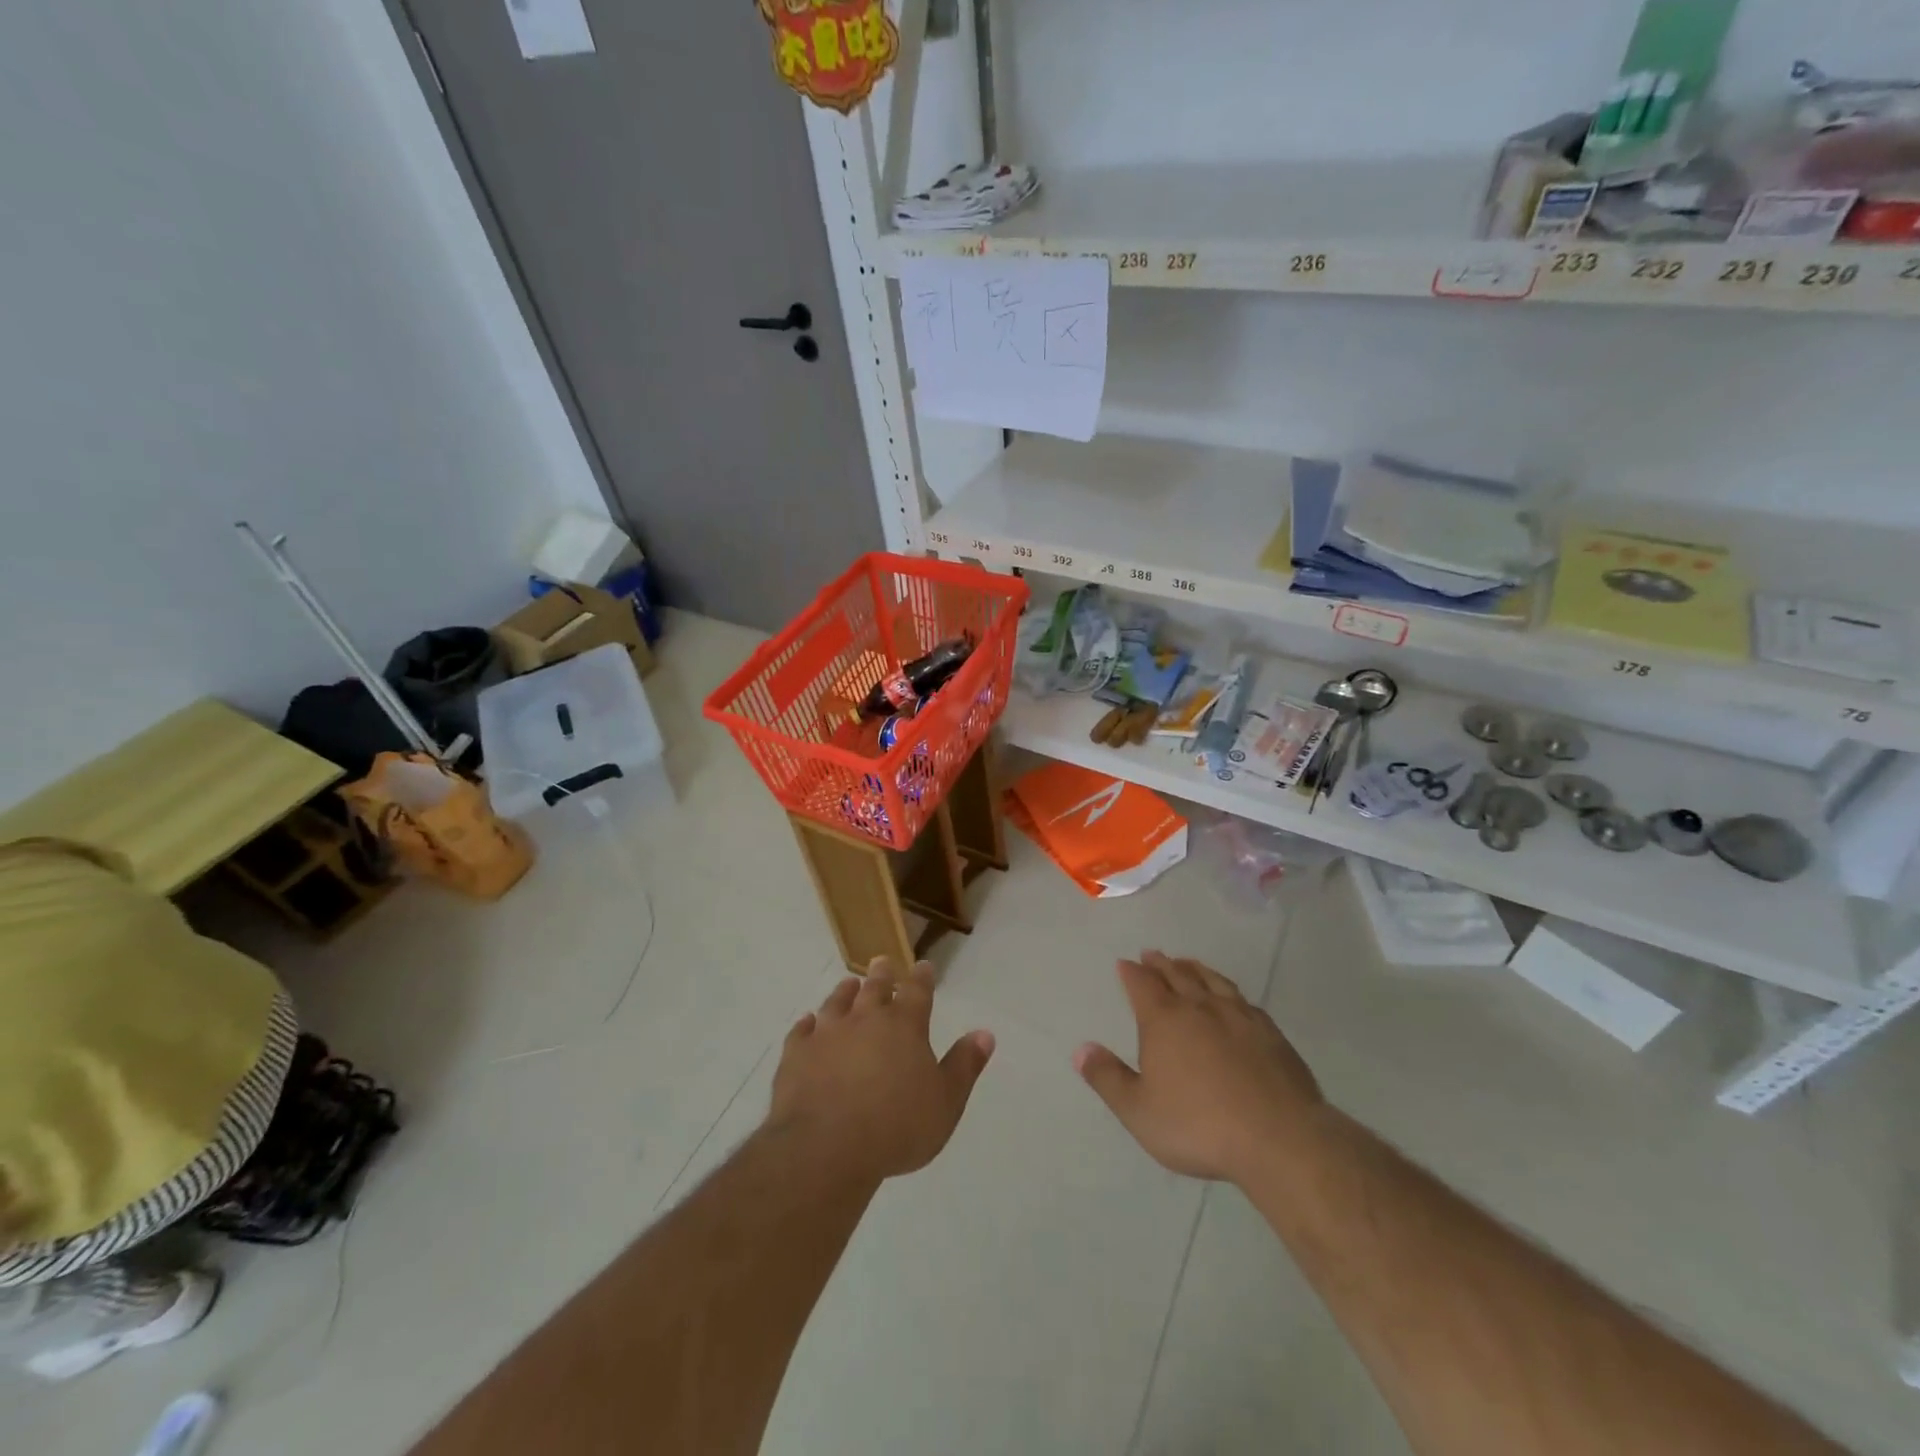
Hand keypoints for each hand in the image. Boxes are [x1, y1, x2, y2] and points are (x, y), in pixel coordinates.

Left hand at [767, 958, 994, 1186]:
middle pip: (875, 988)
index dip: (922, 978)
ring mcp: (827, 1034)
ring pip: (837, 1003)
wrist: (827, 1147)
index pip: (917, 992)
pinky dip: (806, 1025)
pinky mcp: (797, 1055)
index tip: (923, 966)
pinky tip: (807, 1023)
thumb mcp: (946, 1102)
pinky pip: (801, 1032)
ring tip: (848, 983)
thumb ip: (964, 1065)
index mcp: (905, 1026)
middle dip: (881, 974)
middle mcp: (865, 1019)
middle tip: (881, 962)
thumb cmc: (897, 1127)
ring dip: (844, 992)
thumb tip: (985, 1033)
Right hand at [1074, 951, 1322, 1184]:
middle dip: (1161, 964)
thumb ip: (1108, 1078)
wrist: (1279, 1138)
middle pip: (1177, 975)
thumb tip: (1080, 1049)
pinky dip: (1229, 990)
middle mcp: (1200, 1007)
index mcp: (1164, 1020)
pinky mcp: (1270, 1033)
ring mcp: (1239, 1017)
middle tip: (1152, 954)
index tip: (1125, 963)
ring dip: (1195, 969)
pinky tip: (1232, 998)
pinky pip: (1243, 1000)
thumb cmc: (1199, 1125)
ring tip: (1186, 963)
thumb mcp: (1139, 1110)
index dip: (1131, 972)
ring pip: (1212, 981)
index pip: (1142, 984)